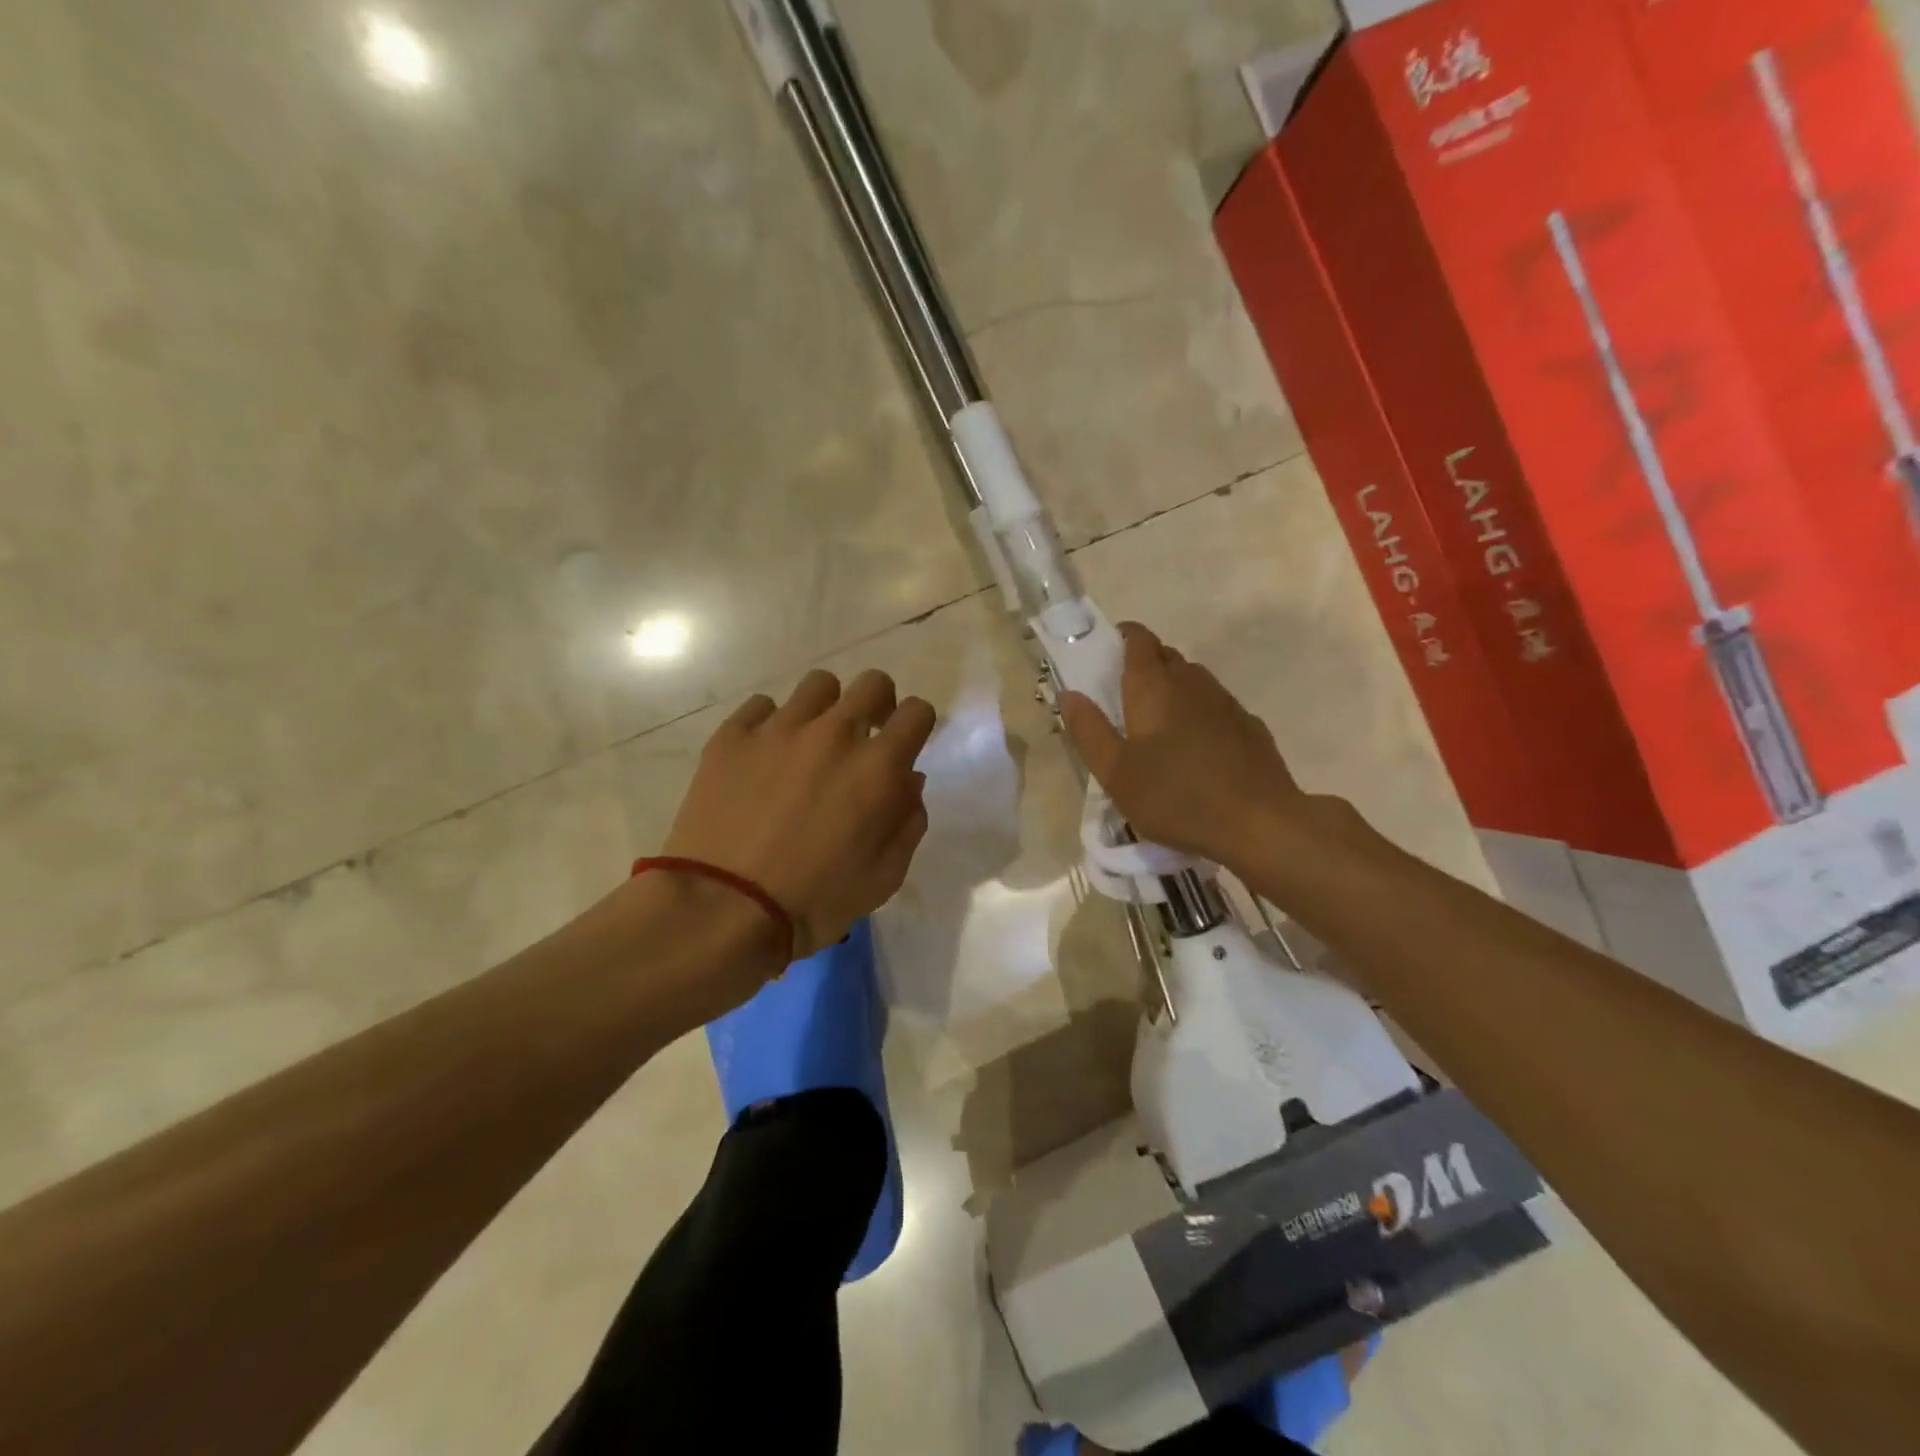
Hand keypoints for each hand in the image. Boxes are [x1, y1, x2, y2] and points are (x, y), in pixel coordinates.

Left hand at [662, 668, 936, 960]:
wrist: (722, 909)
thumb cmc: (813, 902)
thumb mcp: (884, 877)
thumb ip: (908, 822)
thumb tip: (909, 781)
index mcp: (878, 768)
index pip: (917, 712)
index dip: (916, 725)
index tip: (904, 744)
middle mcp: (834, 734)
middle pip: (873, 682)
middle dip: (878, 704)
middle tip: (864, 736)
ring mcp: (779, 729)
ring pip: (818, 685)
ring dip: (826, 709)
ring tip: (810, 742)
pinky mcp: (732, 735)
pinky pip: (762, 706)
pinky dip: (771, 724)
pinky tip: (763, 756)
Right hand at [1059, 622, 1310, 872]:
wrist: (1259, 823)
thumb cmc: (1175, 797)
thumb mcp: (1115, 773)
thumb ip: (1089, 730)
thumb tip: (1069, 694)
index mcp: (1154, 686)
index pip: (1138, 639)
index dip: (1121, 638)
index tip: (1105, 654)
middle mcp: (1192, 682)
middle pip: (1166, 656)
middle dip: (1144, 666)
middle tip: (1123, 700)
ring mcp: (1226, 703)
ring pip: (1193, 681)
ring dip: (1173, 691)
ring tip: (1158, 728)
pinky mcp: (1250, 727)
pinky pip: (1216, 707)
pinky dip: (1199, 715)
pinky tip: (1196, 751)